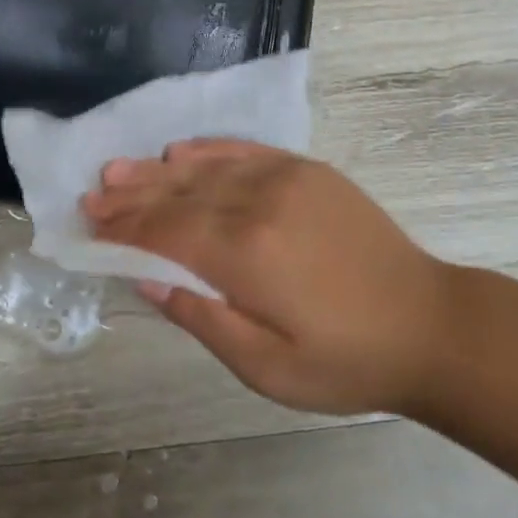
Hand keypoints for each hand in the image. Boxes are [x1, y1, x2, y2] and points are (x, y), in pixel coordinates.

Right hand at [83, 140, 460, 415]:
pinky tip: (183, 151)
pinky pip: (246, 151)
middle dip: (132, 195)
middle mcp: (259, 204)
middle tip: (94, 192)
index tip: (90, 223)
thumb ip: (202, 318)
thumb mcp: (267, 368)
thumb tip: (146, 280)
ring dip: (159, 170)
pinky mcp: (309, 171)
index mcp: (245, 255)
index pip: (166, 232)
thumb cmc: (345, 360)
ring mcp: (286, 179)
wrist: (427, 324)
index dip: (124, 228)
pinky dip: (210, 150)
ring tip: (121, 169)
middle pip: (179, 195)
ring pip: (206, 168)